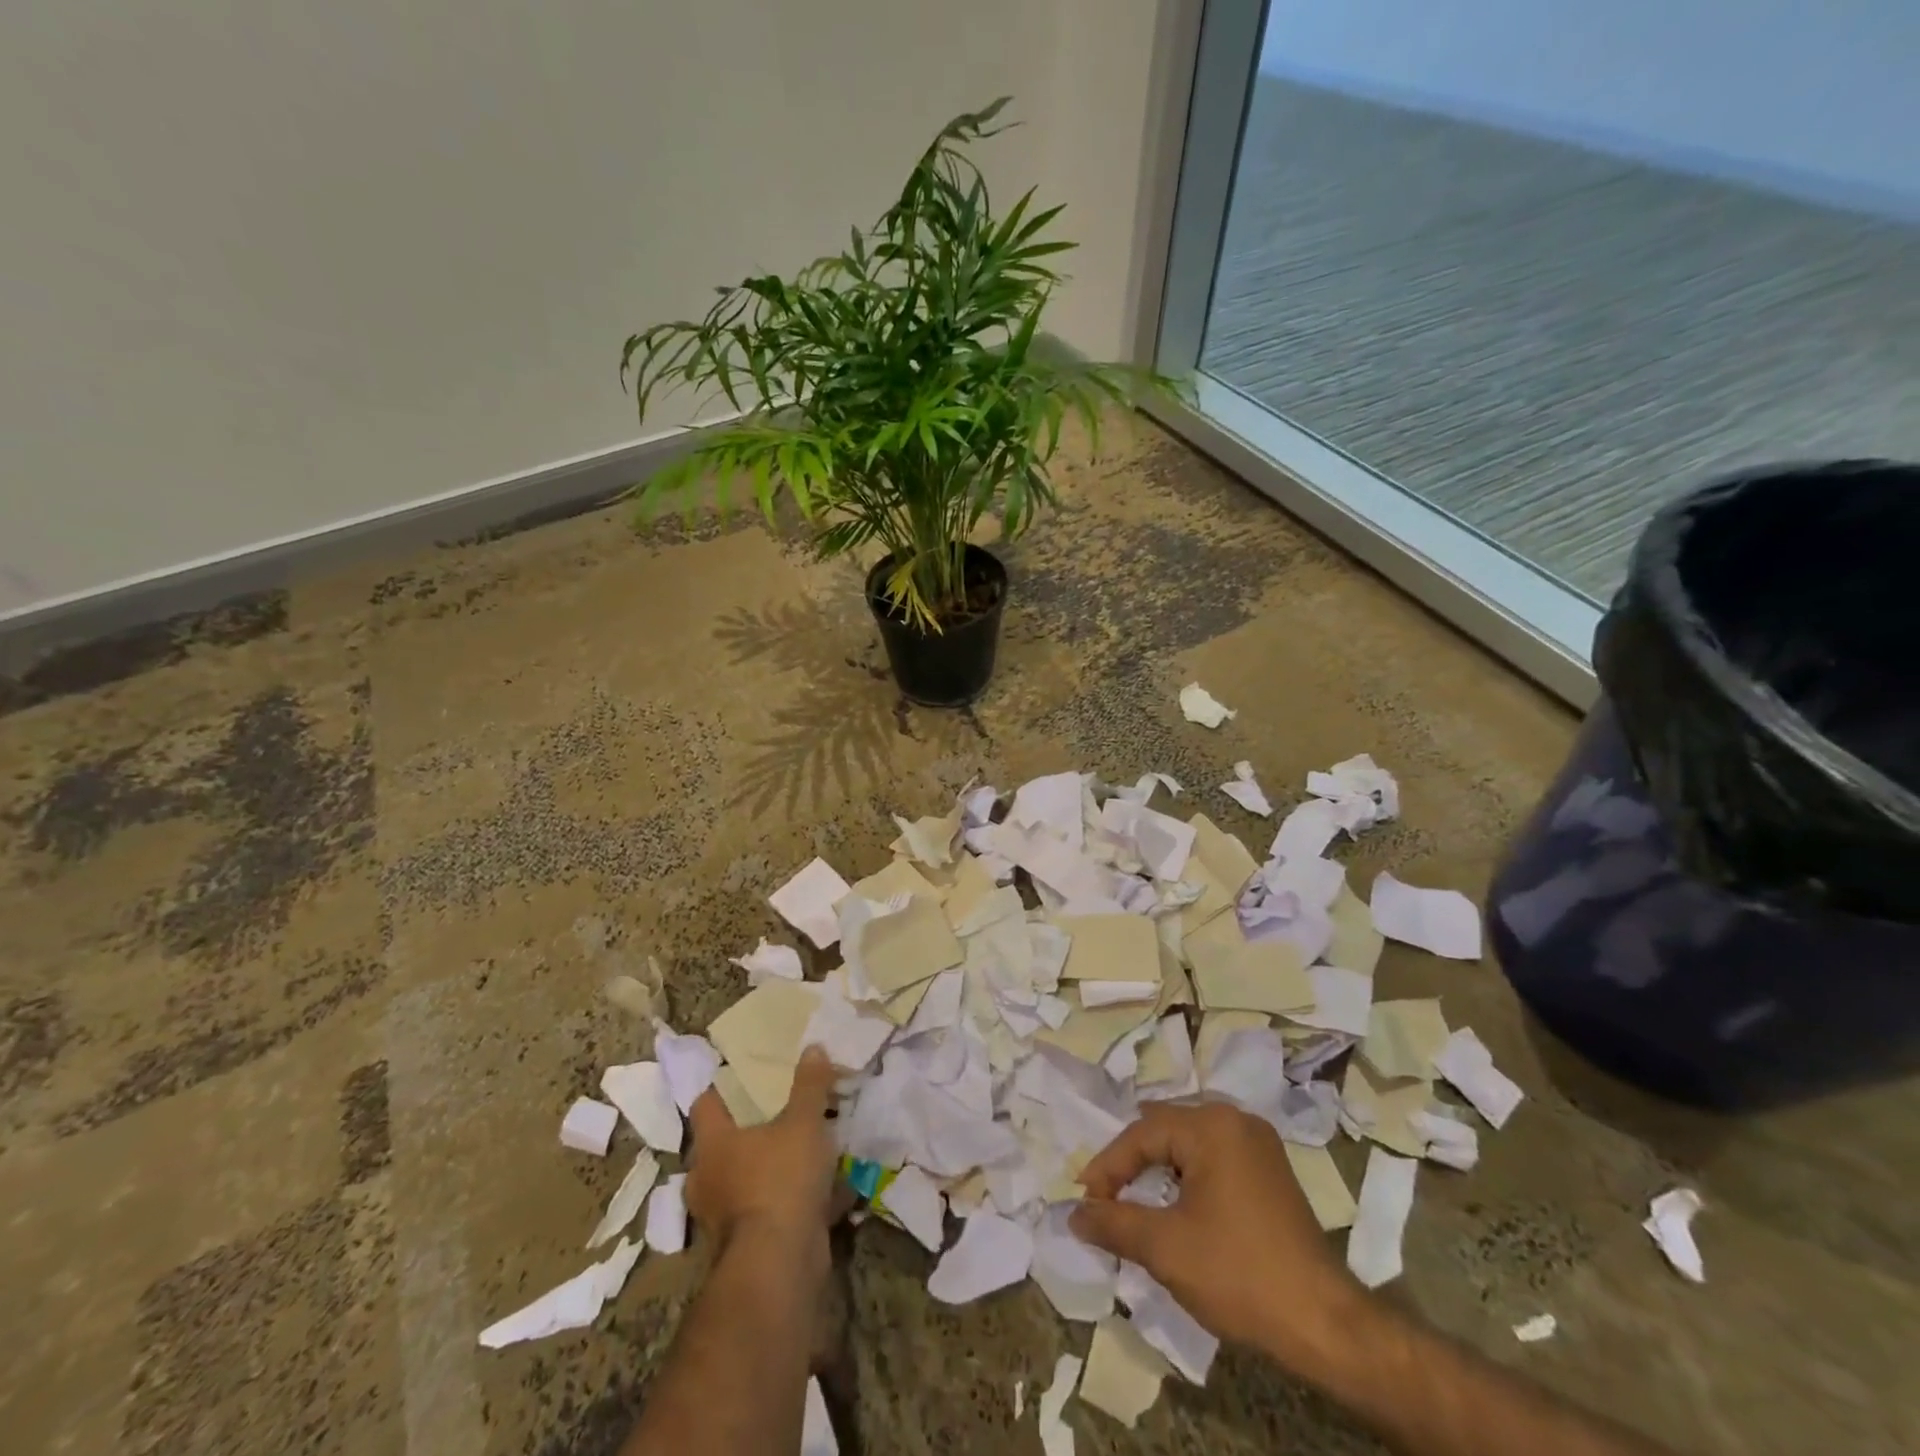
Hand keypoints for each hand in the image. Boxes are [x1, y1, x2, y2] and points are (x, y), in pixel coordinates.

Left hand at [686, 1047, 841, 1256]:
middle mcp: (709, 1179)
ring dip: (776, 1168)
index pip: (706, 1104)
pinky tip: (831, 1191)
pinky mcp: (750, 1245)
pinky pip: (774, 1210)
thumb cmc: (781, 1178)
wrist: (780, 1264)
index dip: (723, 1087)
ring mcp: (726, 1217)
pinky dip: (796, 1201)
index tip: (745, 1075)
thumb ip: (809, 1085)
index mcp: (713, 1144)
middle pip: (727, 1144)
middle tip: (784, 1110)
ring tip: (812, 1149)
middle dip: (754, 1130)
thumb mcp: (804, 1121)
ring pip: (752, 1180)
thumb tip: (813, 1047)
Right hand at [1071, 1101, 1364, 1368]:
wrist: (1325, 1324)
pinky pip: (1213, 1158)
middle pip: (1164, 1129)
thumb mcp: (1165, 1248)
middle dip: (1130, 1162)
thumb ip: (1114, 1223)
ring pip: (1188, 1144)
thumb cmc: (1240, 1275)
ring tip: (1131, 1201)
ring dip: (1157, 1170)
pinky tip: (1174, 1205)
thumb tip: (1074, 1214)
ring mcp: (1257, 1144)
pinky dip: (1186, 1177)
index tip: (1084, 1202)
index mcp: (1211, 1125)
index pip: (1142, 1134)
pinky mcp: (1269, 1170)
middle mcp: (1235, 1120)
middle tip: (1103, 1197)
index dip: (1107, 1167)